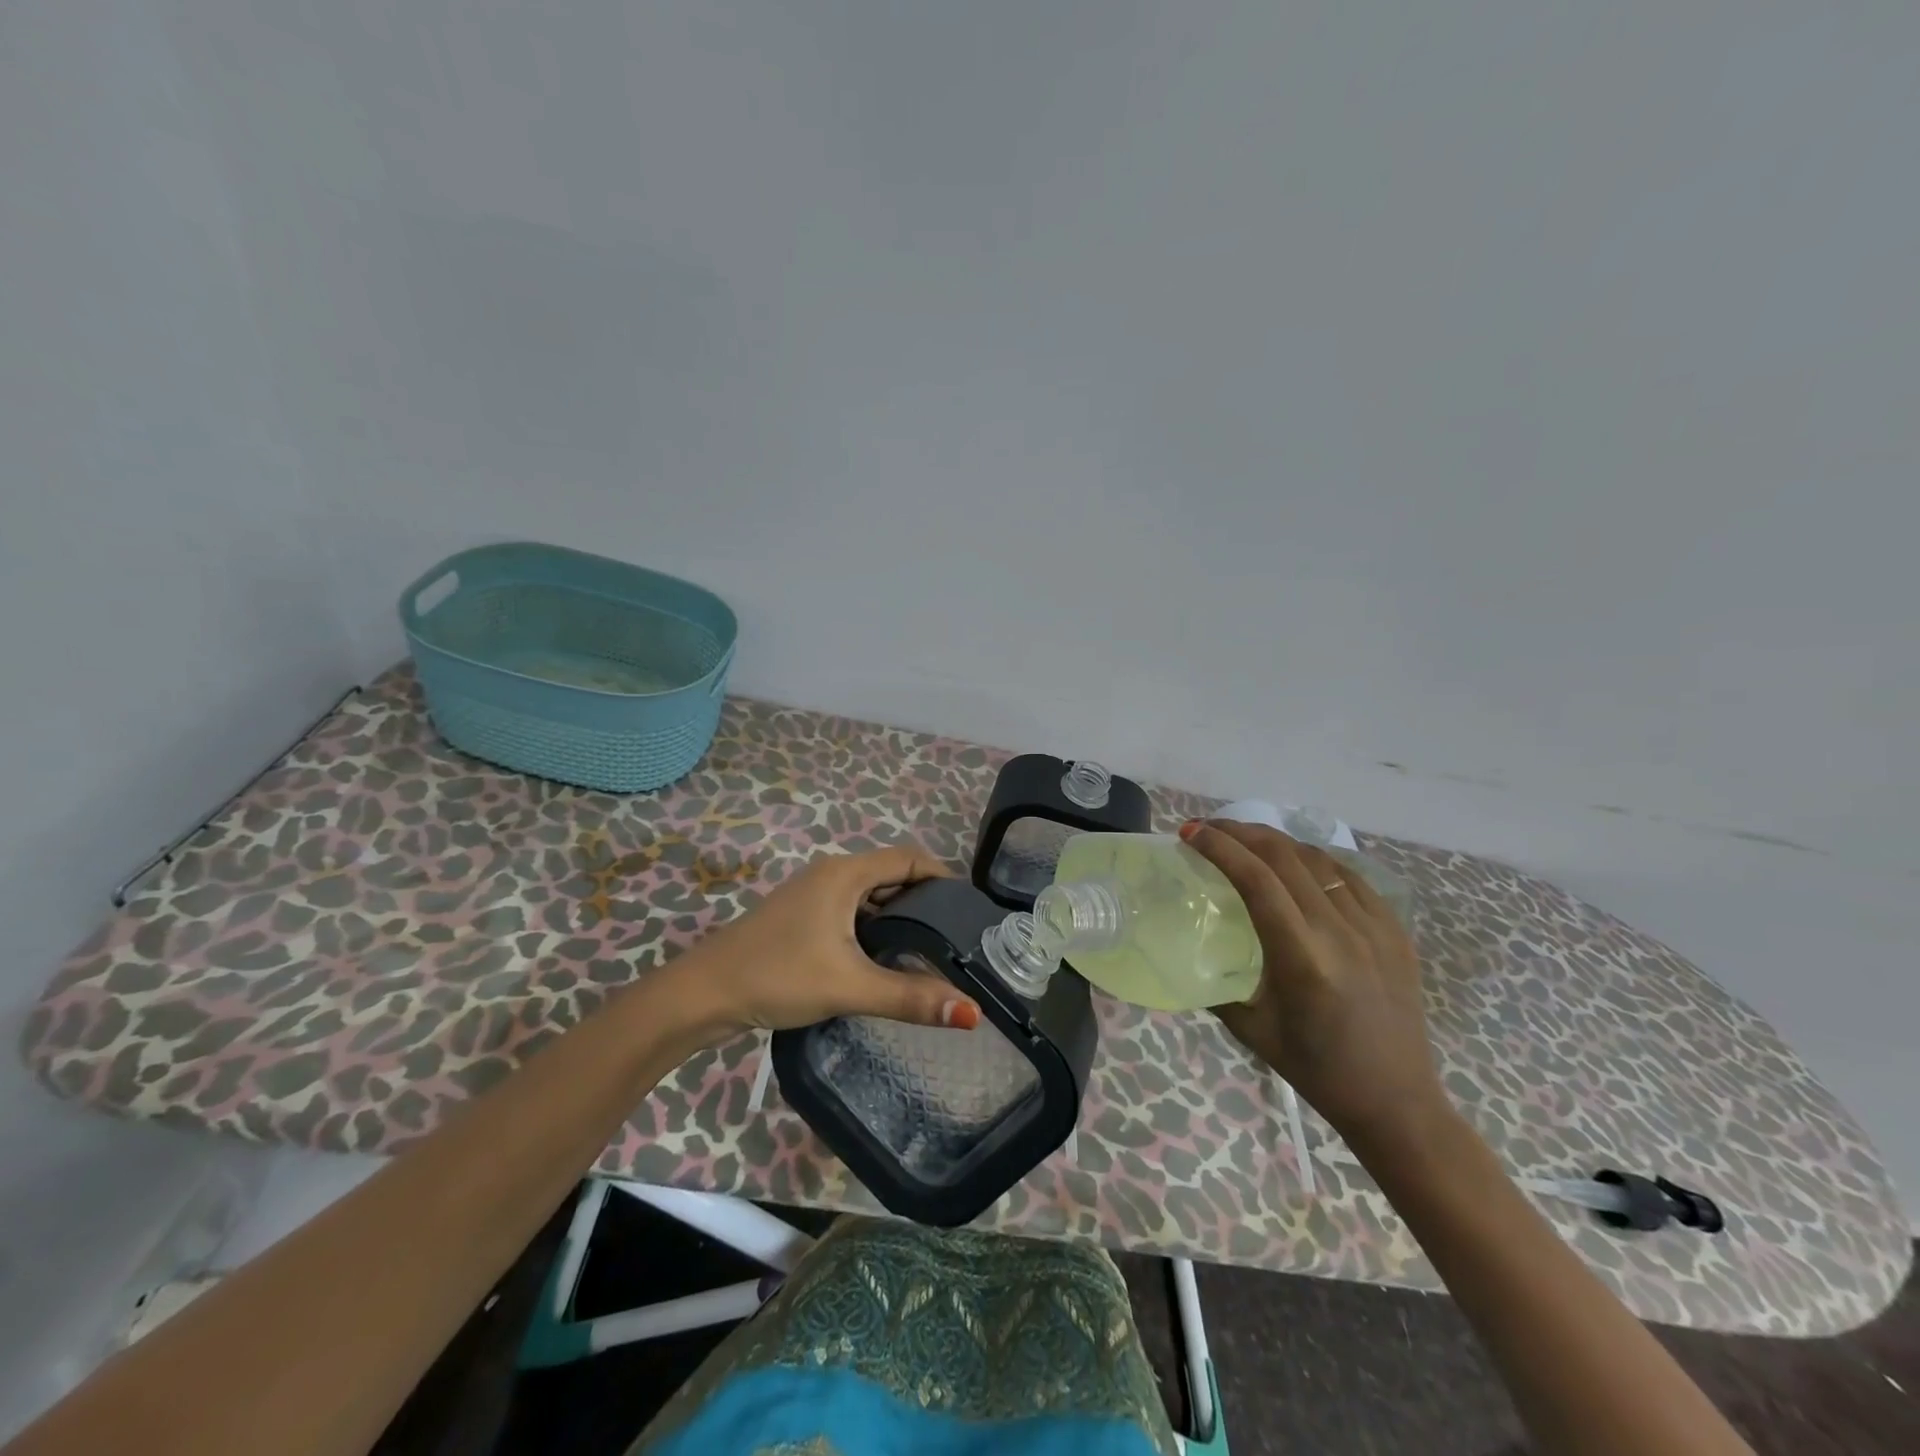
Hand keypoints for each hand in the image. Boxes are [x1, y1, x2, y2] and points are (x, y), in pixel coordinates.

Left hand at [664, 845, 982, 1040]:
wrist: (703, 994)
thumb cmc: (777, 976)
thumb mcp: (848, 986)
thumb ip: (910, 997)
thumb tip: (971, 1013)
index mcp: (844, 873)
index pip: (909, 858)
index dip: (943, 876)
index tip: (969, 909)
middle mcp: (831, 874)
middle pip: (891, 875)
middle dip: (924, 900)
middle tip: (956, 936)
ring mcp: (812, 895)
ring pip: (869, 897)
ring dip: (898, 917)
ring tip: (929, 951)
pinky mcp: (801, 918)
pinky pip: (851, 913)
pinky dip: (874, 928)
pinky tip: (884, 960)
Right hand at [1182, 819, 1443, 1140]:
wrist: (1398, 1102)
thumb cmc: (1315, 1070)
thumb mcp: (1250, 1029)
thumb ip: (1216, 983)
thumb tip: (1188, 949)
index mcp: (1302, 958)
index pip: (1256, 879)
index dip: (1219, 847)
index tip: (1189, 832)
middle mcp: (1341, 931)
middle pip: (1285, 856)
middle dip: (1240, 832)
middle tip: (1209, 828)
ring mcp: (1374, 927)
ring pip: (1318, 859)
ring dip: (1275, 840)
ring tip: (1245, 839)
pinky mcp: (1395, 930)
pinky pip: (1349, 876)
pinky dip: (1314, 859)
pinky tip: (1296, 863)